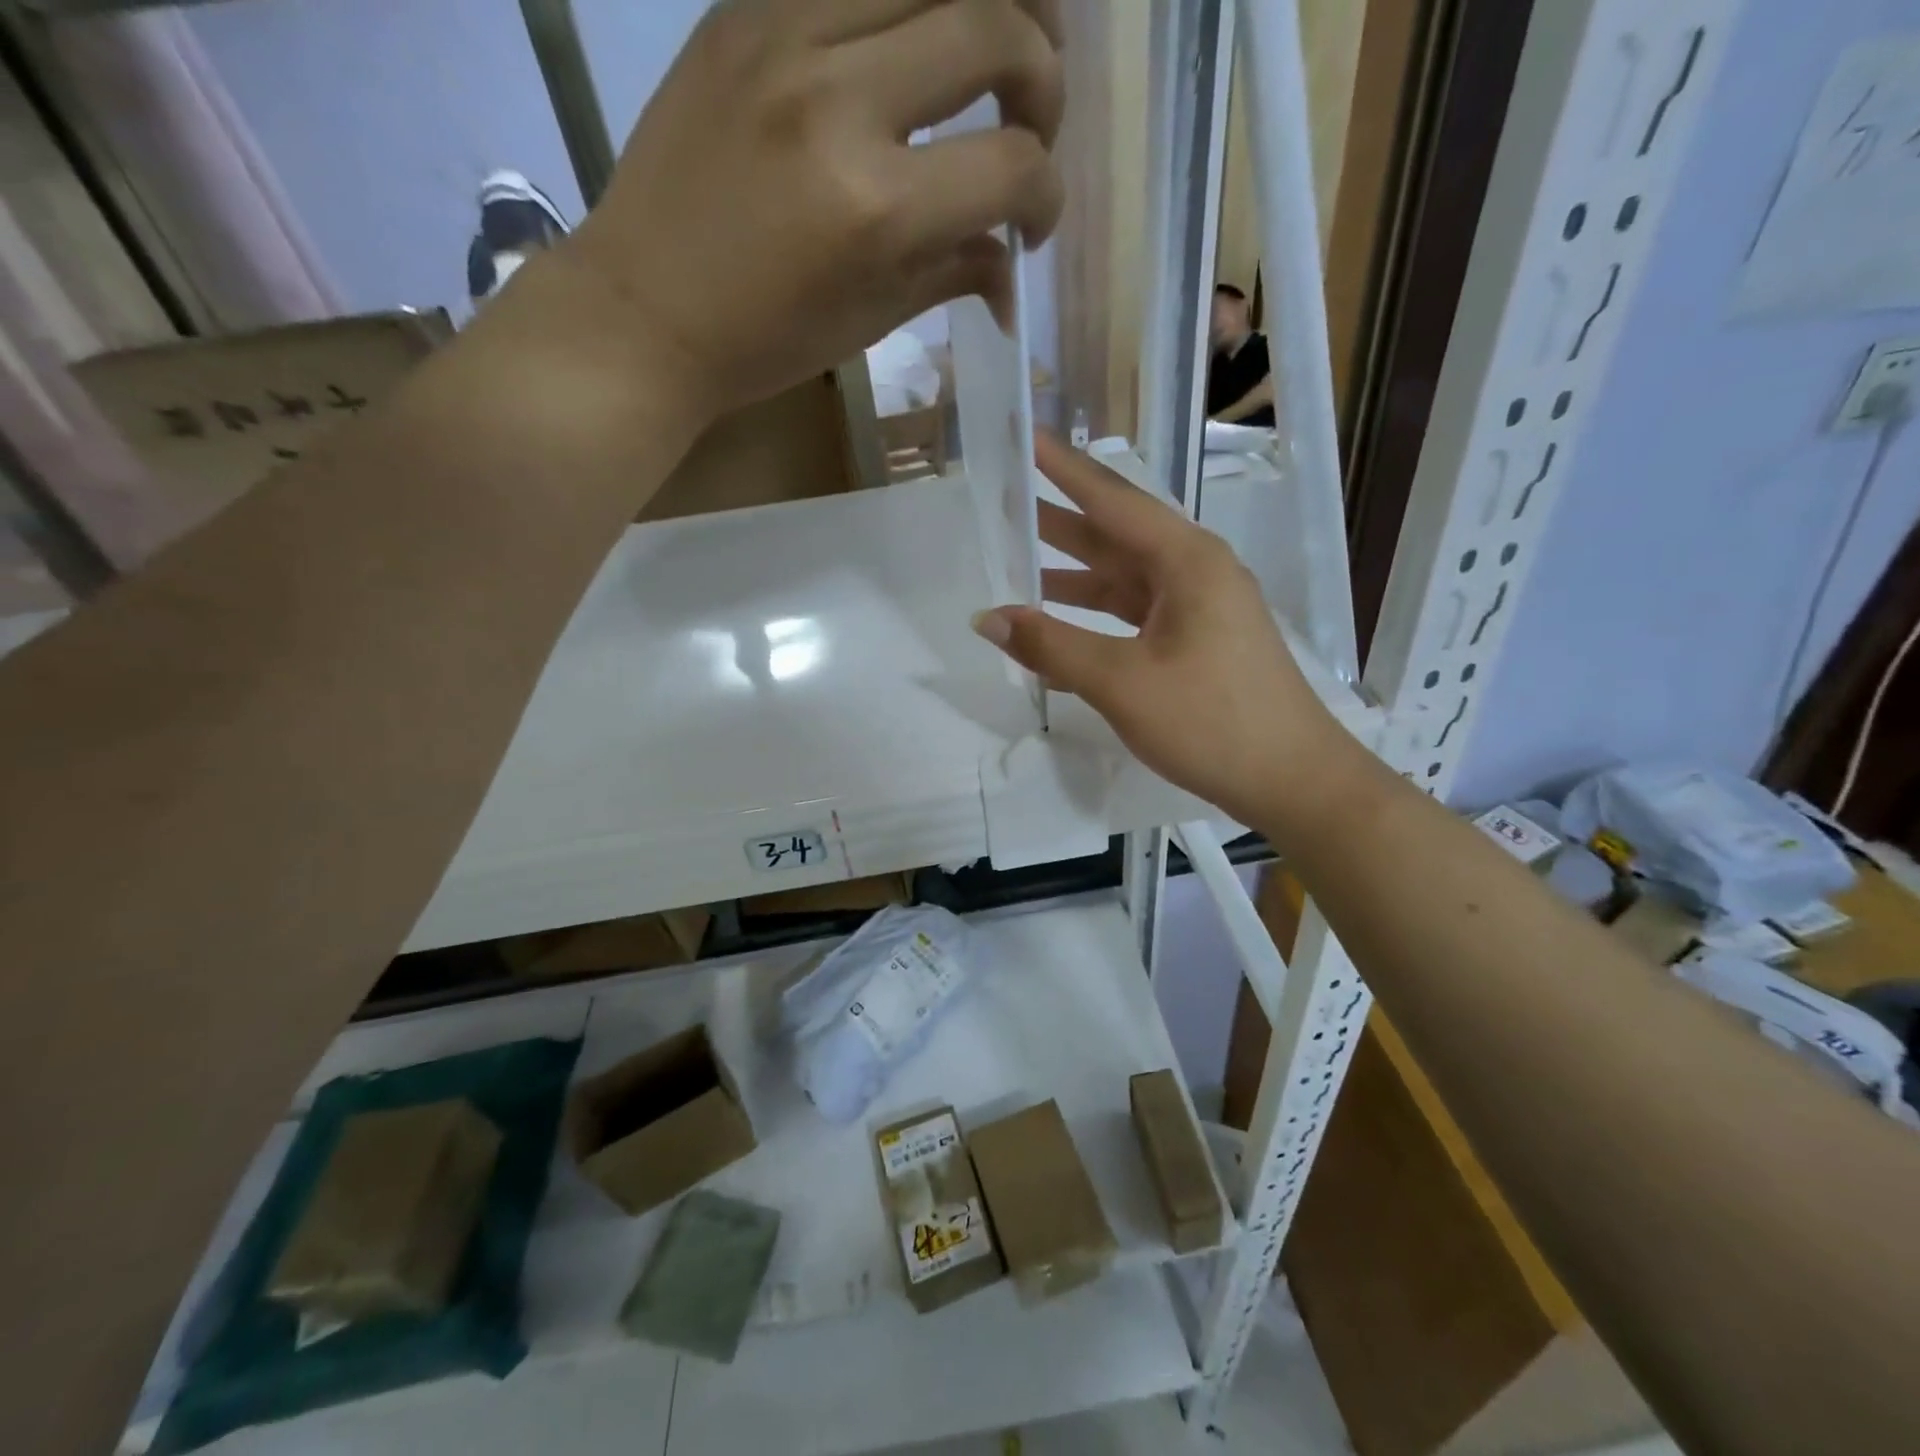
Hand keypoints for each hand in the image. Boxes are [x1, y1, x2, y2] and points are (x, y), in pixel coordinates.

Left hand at [558, 0, 1064, 421]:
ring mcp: (786, 33)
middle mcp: (841, 100)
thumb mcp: (871, 320)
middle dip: (1043, 80)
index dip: (1046, 197)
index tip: (1033, 225)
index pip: (1012, 168)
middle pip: (994, 29)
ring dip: (992, 2)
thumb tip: (1011, 265)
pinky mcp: (745, 7)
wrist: (645, 310)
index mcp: (876, 209)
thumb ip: (952, 272)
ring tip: (1005, 42)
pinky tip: (923, 31)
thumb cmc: (764, 342)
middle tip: (1034, 126)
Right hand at [971, 434, 1351, 829]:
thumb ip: (1052, 647)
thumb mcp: (1123, 683)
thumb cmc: (1212, 722)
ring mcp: (1199, 607)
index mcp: (1186, 561)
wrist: (1292, 780)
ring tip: (1018, 556)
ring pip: (1123, 576)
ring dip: (1072, 570)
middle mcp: (1195, 571)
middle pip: (1115, 534)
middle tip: (1005, 496)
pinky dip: (1094, 615)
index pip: (1112, 499)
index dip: (1062, 469)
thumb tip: (988, 617)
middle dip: (1059, 517)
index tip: (1023, 436)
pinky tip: (1058, 625)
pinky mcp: (1197, 640)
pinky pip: (1134, 613)